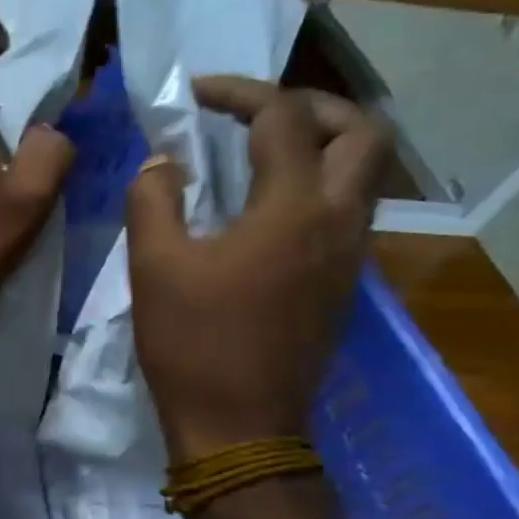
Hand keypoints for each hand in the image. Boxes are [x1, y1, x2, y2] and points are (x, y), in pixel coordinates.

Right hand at [127, 76, 390, 460]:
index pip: (283, 118)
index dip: (239, 92)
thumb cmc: (193, 344)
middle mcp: (338, 221)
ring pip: (364, 172)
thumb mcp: (154, 266)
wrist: (240, 426)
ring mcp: (349, 255)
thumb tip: (164, 163)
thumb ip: (154, 200)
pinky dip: (316, 185)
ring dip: (321, 145)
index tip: (196, 94)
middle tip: (254, 115)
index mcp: (293, 209)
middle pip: (361, 132)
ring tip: (259, 154)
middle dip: (311, 107)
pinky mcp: (343, 283)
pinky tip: (265, 209)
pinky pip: (347, 209)